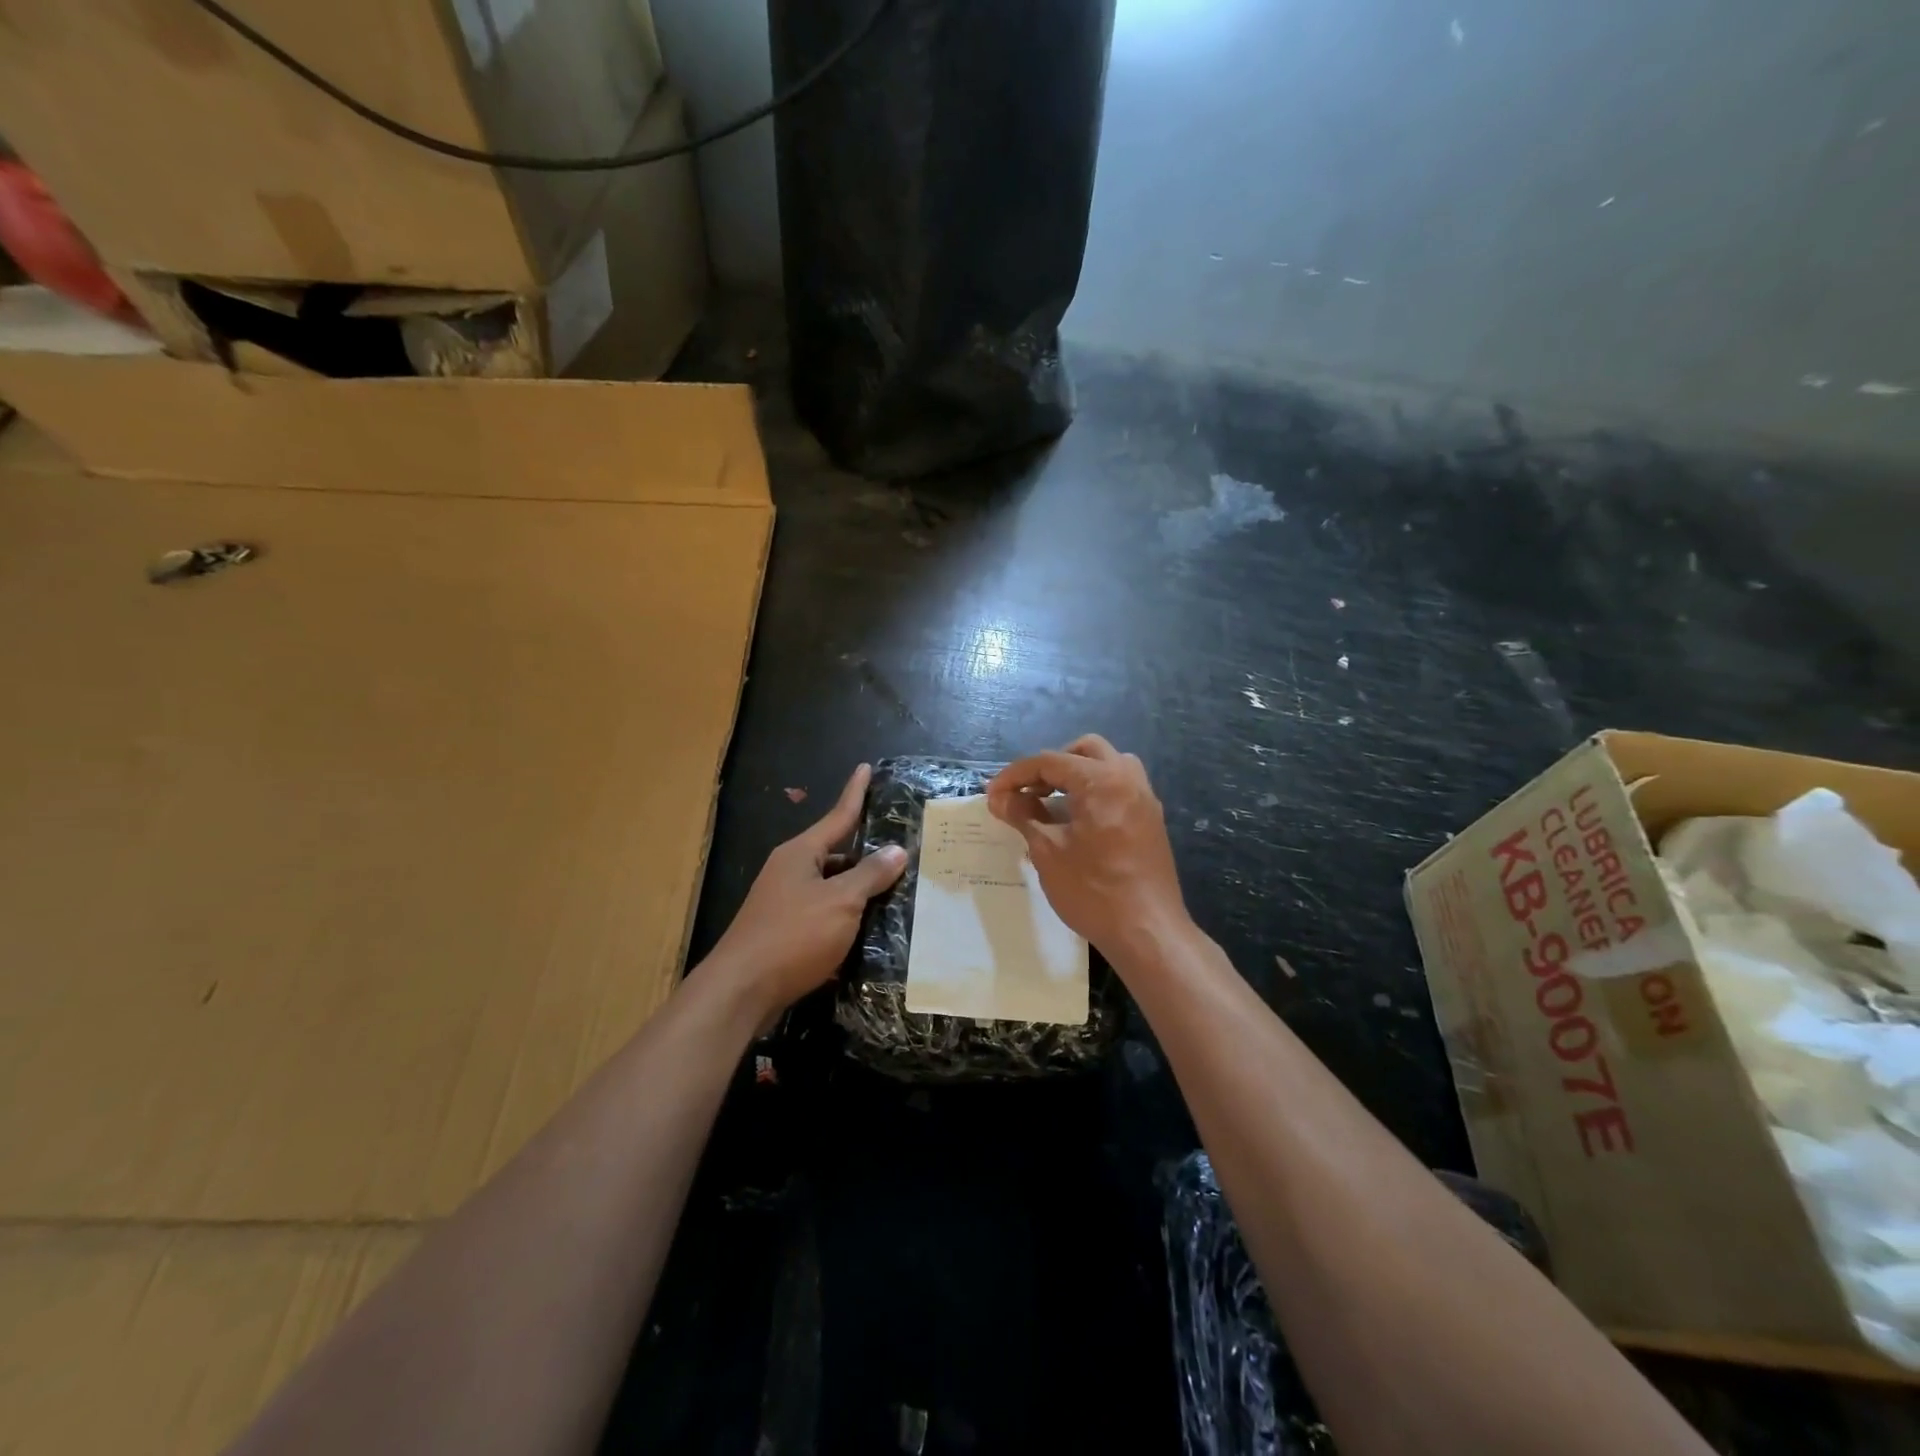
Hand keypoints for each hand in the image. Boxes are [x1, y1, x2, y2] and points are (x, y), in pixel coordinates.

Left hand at [705, 763, 907, 1021]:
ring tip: (897, 892)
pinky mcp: (786, 933)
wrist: (741, 991)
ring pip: (832, 887)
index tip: (866, 767)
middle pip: (837, 854)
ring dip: (860, 891)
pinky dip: (847, 918)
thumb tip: (896, 850)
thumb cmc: (793, 936)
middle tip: (903, 851)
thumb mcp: (840, 902)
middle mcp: (791, 871)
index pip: (838, 815)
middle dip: (867, 854)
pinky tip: (871, 931)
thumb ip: (870, 875)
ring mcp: (785, 903)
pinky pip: (825, 916)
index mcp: (801, 853)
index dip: (855, 793)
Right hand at [986, 735, 1188, 961]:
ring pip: (1108, 765)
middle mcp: (1127, 779)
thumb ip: (1023, 817)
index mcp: (1101, 781)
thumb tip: (999, 798)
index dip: (1016, 776)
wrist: (1147, 932)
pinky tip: (1076, 821)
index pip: (1050, 762)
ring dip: (1077, 775)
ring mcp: (1144, 799)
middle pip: (1084, 751)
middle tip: (1027, 793)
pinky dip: (1095, 791)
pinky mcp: (1151, 820)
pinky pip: (1120, 788)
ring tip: (1052, 803)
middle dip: (1051, 766)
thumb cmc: (1093, 890)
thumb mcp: (1048, 852)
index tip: (992, 794)